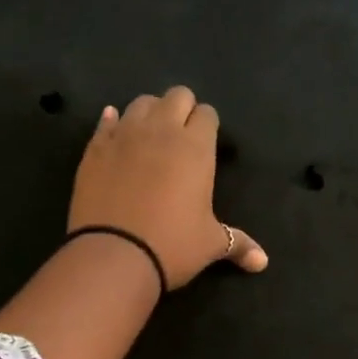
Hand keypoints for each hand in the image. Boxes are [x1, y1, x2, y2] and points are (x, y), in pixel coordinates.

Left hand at [68, 87, 267, 287]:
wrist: (113, 256)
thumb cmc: (172, 246)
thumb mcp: (210, 244)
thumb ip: (238, 244)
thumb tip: (263, 262)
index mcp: (196, 147)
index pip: (207, 114)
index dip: (208, 126)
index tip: (206, 144)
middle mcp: (161, 130)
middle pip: (177, 96)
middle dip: (182, 110)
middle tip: (182, 138)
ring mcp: (124, 135)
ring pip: (141, 102)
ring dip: (150, 113)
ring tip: (150, 137)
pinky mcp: (94, 148)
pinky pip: (106, 122)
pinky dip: (113, 123)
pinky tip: (115, 132)